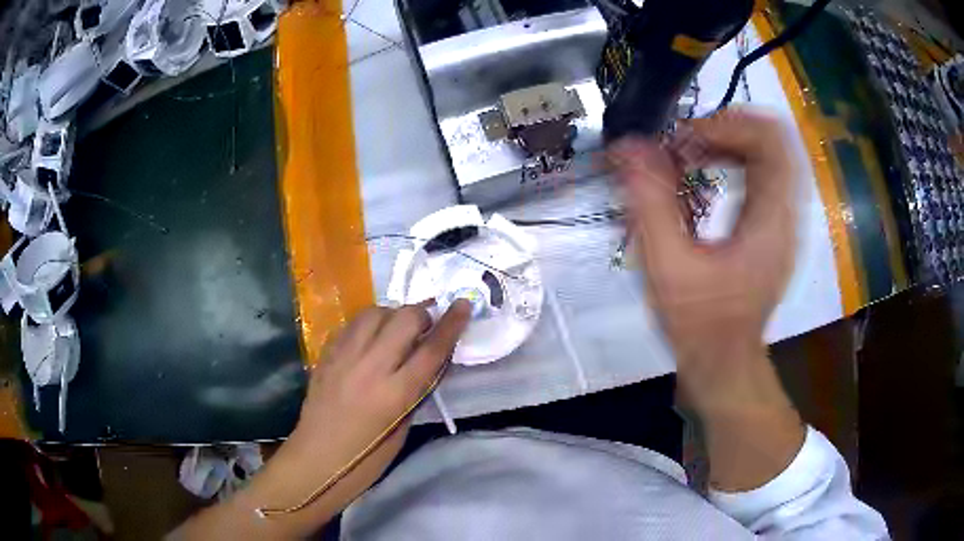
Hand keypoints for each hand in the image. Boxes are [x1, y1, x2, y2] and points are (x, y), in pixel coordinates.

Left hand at [274, 300, 470, 505]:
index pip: (432, 349)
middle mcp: (371, 367)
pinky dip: (368, 324)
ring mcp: (344, 357)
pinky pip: (352, 325)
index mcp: (396, 393)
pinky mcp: (326, 355)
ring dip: (392, 315)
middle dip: (421, 315)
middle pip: (404, 319)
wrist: (317, 459)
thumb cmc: (367, 458)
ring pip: (375, 313)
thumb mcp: (403, 428)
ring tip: (396, 329)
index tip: (463, 305)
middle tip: (425, 326)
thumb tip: (426, 361)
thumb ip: (415, 391)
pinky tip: (370, 337)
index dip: (452, 324)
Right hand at [609, 108, 803, 490]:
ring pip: (769, 152)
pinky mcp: (774, 226)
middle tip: (683, 142)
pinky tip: (702, 174)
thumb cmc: (699, 324)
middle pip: (773, 139)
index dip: (728, 123)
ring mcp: (783, 219)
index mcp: (772, 220)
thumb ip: (649, 201)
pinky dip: (733, 159)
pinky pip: (762, 172)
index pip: (771, 140)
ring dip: (728, 141)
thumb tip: (628, 145)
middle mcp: (786, 213)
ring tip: (688, 154)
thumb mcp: (668, 266)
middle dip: (726, 127)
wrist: (724, 363)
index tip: (683, 139)